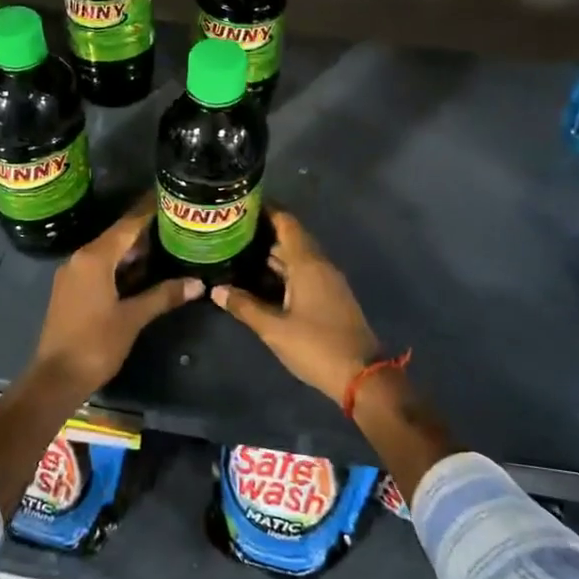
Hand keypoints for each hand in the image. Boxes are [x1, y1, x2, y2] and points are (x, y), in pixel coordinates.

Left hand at [28, 201, 202, 402]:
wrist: (56, 377)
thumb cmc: (95, 344)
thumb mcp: (133, 318)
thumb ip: (164, 295)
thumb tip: (198, 283)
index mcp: (94, 258)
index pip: (127, 225)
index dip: (149, 210)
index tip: (169, 196)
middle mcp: (80, 258)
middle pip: (118, 236)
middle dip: (146, 230)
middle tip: (177, 222)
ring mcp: (73, 274)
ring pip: (109, 252)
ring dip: (134, 250)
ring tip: (167, 243)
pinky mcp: (71, 290)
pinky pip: (100, 267)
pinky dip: (121, 265)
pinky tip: (143, 271)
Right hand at [211, 210, 377, 401]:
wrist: (361, 376)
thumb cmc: (316, 347)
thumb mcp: (274, 329)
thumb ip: (245, 306)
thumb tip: (216, 290)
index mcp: (308, 264)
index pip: (287, 223)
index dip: (267, 209)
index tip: (242, 203)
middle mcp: (319, 265)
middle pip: (291, 238)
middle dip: (263, 232)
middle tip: (230, 229)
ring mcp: (327, 281)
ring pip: (296, 257)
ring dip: (271, 253)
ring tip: (238, 250)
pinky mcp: (329, 297)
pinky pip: (302, 273)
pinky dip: (281, 270)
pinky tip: (260, 279)